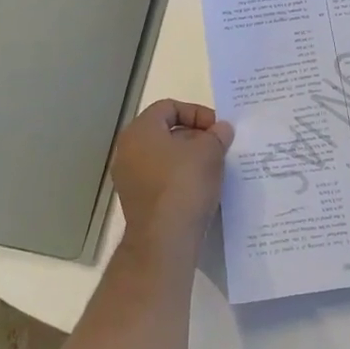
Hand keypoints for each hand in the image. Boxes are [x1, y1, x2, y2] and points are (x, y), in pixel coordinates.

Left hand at [111, 99, 233, 256]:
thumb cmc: (184, 184)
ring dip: (190, 159)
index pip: (169, 107)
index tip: (217, 129)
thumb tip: (222, 129)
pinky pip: (161, 179)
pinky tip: (202, 189)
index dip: (197, 113)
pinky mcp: (137, 202)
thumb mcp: (209, 152)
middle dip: (195, 136)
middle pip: (166, 132)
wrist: (164, 240)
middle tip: (219, 147)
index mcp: (140, 130)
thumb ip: (217, 135)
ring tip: (214, 168)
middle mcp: (128, 150)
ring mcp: (129, 178)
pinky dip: (180, 179)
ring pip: (164, 157)